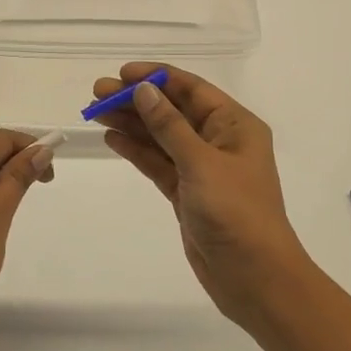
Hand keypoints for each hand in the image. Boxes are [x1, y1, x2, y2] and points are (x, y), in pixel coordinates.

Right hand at [90, 64, 312, 325]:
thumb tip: (143, 90)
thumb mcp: (201, 163)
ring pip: (161, 137)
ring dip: (132, 123)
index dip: (156, 77)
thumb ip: (168, 126)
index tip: (121, 73)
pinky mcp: (187, 193)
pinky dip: (137, 151)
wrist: (254, 277)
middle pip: (173, 111)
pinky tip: (113, 139)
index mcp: (235, 125)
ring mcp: (202, 168)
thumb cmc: (236, 212)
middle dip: (137, 100)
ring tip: (96, 112)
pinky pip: (158, 163)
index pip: (191, 89)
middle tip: (97, 93)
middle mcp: (219, 141)